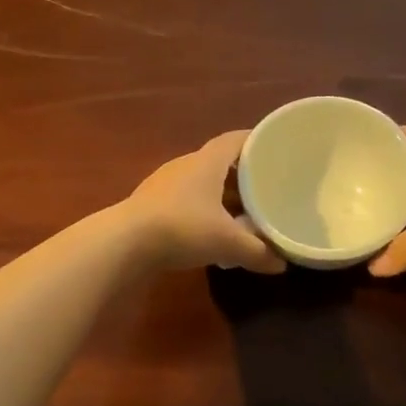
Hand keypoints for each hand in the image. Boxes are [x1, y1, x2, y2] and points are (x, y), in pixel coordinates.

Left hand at [122, 132, 285, 273]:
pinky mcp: (150, 205)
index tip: (276, 150)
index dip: (256, 142)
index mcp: (206, 162)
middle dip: (243, 175)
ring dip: (222, 195)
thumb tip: (282, 264)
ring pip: (201, 183)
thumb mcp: (227, 242)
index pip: (235, 140)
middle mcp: (185, 165)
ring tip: (244, 213)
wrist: (124, 243)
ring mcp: (163, 185)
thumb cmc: (182, 228)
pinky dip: (203, 210)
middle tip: (266, 189)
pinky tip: (211, 230)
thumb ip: (257, 252)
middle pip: (219, 163)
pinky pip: (185, 201)